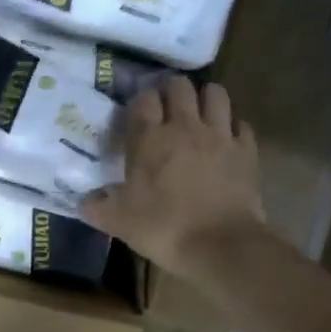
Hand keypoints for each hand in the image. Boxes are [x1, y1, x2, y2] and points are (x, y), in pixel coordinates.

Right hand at [81, 77, 265, 275]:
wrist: (220, 246)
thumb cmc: (163, 228)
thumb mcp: (118, 221)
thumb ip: (97, 207)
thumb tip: (84, 202)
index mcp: (149, 138)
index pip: (143, 99)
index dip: (140, 100)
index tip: (138, 113)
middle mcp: (185, 126)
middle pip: (180, 86)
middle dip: (172, 90)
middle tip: (167, 106)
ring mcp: (220, 135)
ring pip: (215, 94)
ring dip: (205, 97)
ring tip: (198, 112)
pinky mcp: (247, 150)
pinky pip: (240, 123)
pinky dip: (232, 125)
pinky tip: (226, 138)